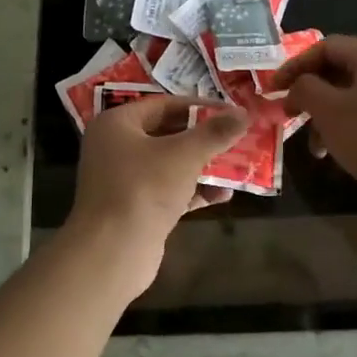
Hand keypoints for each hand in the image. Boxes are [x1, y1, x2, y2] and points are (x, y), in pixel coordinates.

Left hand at [68, 97, 248, 274]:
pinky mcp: (134, 209)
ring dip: (202, 166)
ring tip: (237, 165)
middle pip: (166, 134)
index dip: (199, 107)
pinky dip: (193, 191)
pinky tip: (223, 196)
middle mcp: (115, 148)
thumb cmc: (144, 188)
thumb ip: (215, 133)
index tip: (230, 112)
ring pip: (169, 165)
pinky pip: (168, 191)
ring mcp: (123, 180)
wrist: (112, 252)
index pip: (163, 104)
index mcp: (117, 124)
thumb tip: (244, 114)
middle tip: (236, 137)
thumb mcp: (184, 154)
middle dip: (203, 139)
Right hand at [268, 37, 356, 205]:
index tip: (274, 89)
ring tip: (317, 147)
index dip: (295, 66)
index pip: (326, 47)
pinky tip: (343, 150)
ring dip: (330, 115)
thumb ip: (305, 89)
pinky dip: (353, 124)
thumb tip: (298, 85)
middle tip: (292, 117)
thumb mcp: (330, 112)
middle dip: (312, 95)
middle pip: (342, 71)